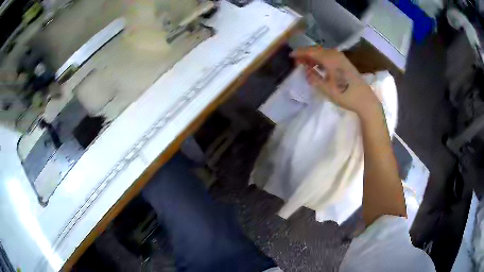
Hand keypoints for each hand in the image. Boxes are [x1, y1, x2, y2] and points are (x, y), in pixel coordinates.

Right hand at [291, 47, 380, 117]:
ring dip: (314, 56)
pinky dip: (321, 59)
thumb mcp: (326, 89)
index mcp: (329, 59)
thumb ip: (313, 77)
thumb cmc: (345, 95)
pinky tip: (319, 66)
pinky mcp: (345, 63)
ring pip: (323, 52)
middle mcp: (335, 54)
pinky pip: (329, 56)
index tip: (290, 56)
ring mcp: (341, 58)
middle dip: (306, 54)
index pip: (311, 51)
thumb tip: (305, 69)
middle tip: (297, 60)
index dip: (300, 53)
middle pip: (317, 50)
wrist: (365, 100)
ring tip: (306, 63)